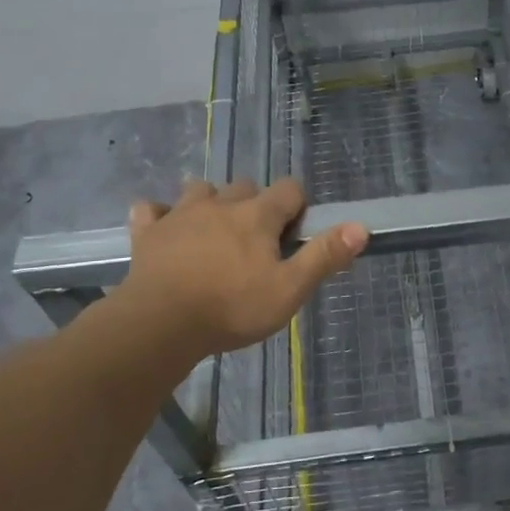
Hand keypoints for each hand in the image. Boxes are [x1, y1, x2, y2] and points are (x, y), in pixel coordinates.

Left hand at [119, 179, 367, 354]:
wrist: (160, 324)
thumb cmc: (232, 308)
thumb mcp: (289, 290)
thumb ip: (324, 256)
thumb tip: (361, 227)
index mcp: (257, 215)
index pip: (289, 190)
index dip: (297, 207)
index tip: (294, 234)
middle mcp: (220, 204)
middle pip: (245, 186)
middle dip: (255, 204)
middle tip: (257, 241)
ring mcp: (180, 215)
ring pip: (200, 190)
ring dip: (210, 203)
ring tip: (214, 231)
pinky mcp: (148, 232)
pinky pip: (150, 210)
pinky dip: (159, 215)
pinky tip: (163, 229)